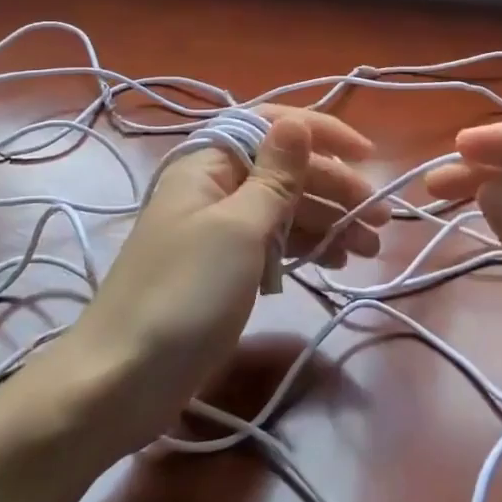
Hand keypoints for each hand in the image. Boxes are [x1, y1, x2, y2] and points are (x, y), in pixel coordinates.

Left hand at [54, 107, 386, 453]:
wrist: (121, 380)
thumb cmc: (185, 294)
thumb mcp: (239, 229)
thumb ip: (275, 176)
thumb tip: (296, 121)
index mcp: (209, 163)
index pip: (272, 126)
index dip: (322, 133)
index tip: (368, 156)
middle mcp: (214, 186)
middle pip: (285, 171)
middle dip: (335, 188)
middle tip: (380, 219)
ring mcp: (217, 229)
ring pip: (283, 209)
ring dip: (327, 220)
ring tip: (369, 247)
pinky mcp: (222, 267)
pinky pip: (272, 242)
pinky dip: (304, 246)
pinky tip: (335, 260)